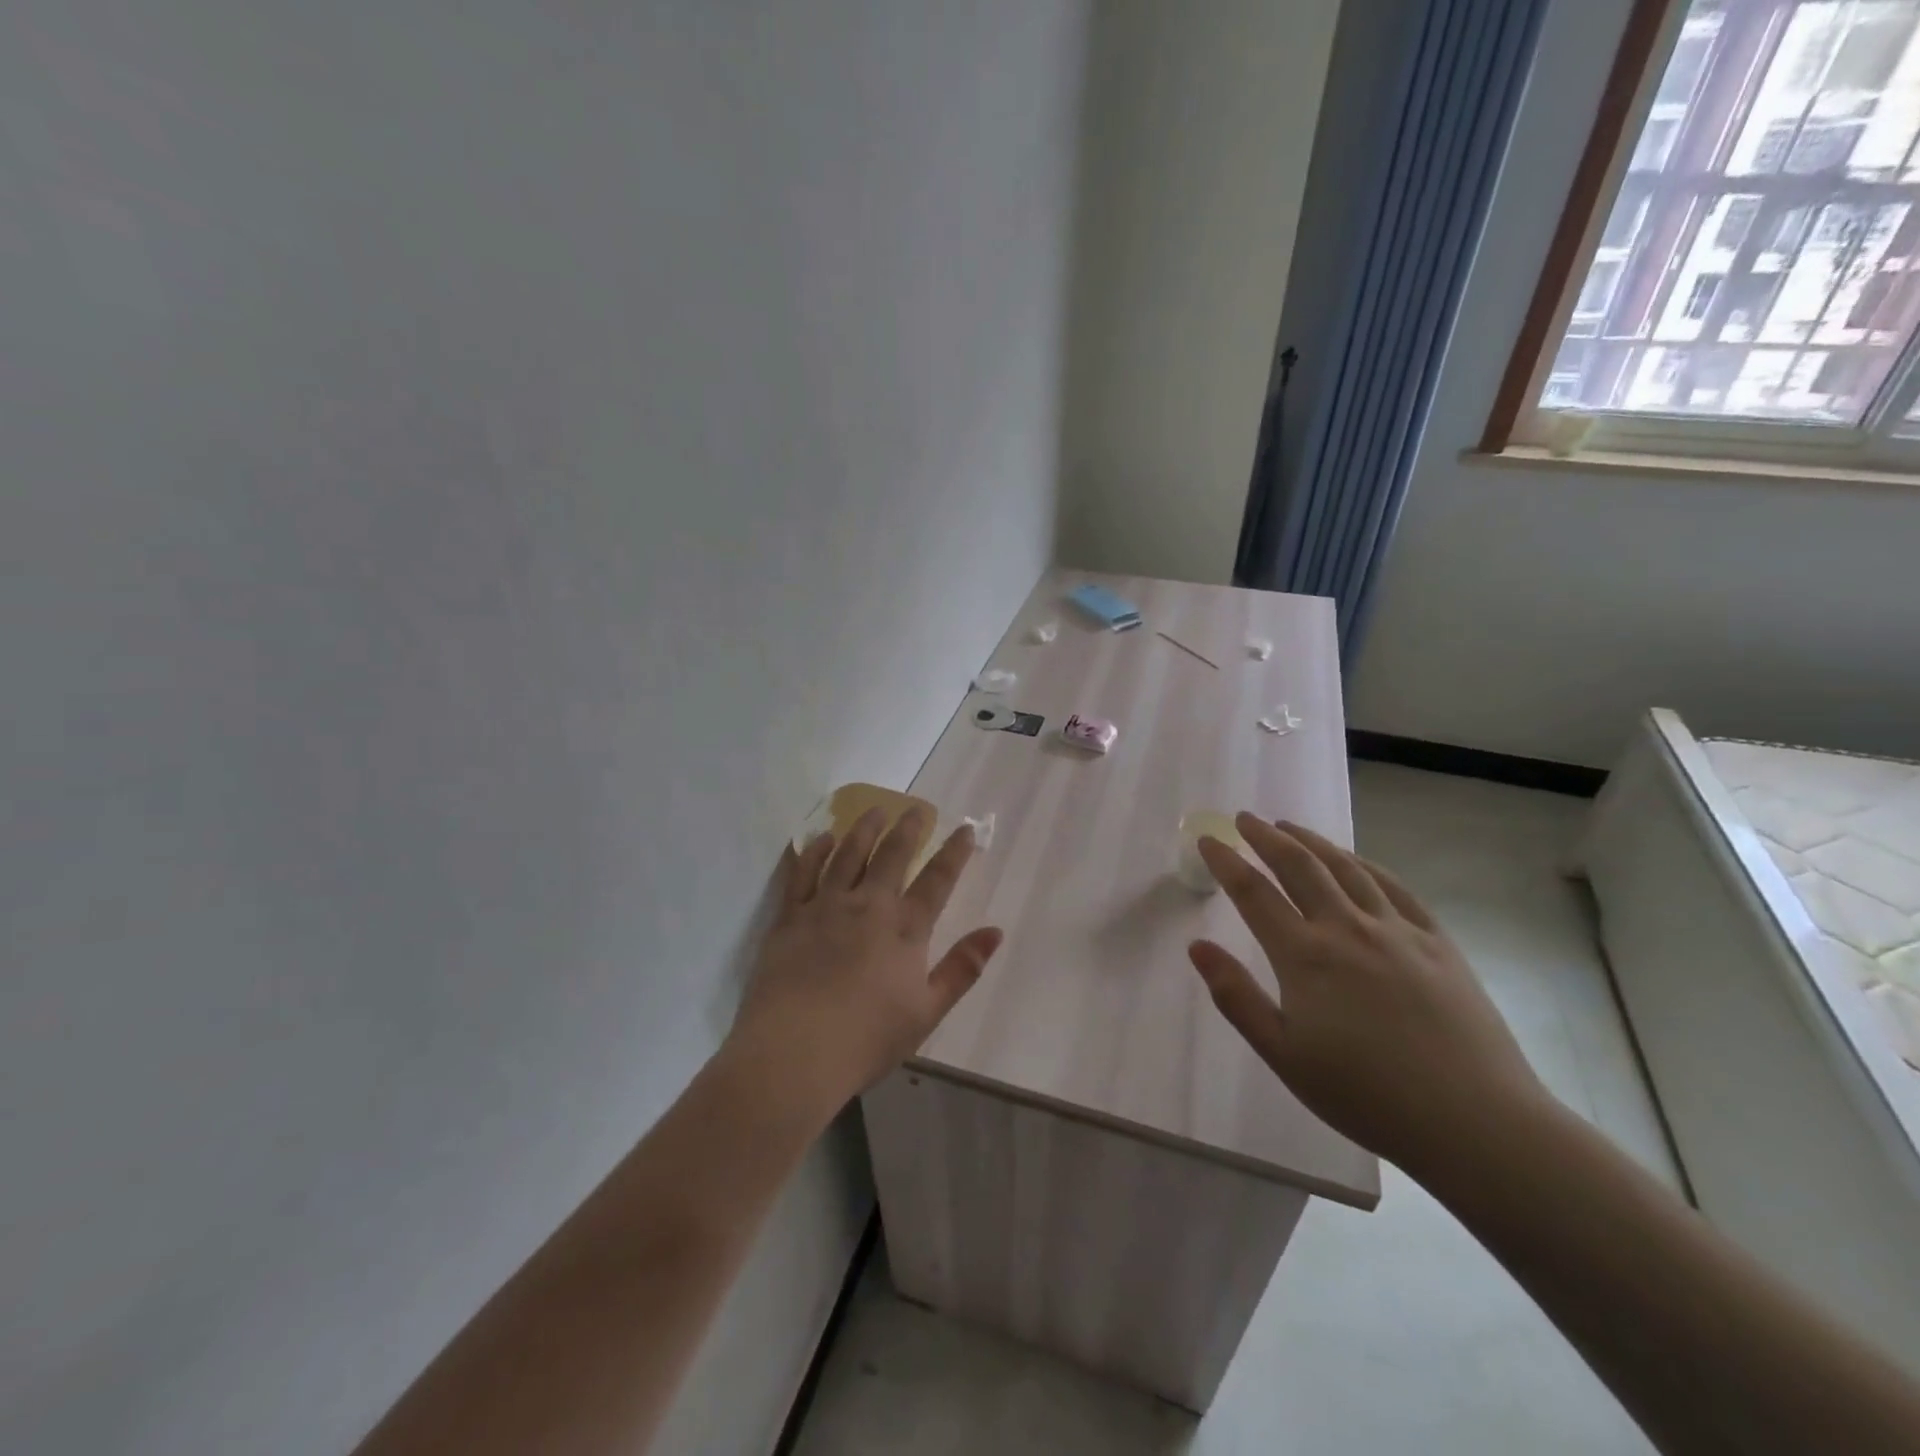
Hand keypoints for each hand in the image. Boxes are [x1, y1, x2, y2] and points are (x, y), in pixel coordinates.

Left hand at [727, 808, 1003, 1119]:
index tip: (965, 827)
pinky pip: (802, 872)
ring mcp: (825, 906)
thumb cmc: (867, 1038)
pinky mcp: (790, 916)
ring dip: (864, 828)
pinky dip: (814, 850)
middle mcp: (868, 905)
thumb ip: (962, 968)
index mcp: (904, 928)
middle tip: (915, 808)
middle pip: (892, 855)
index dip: (954, 851)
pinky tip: (822, 839)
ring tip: (873, 810)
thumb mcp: (927, 1011)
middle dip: (908, 828)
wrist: (794, 1052)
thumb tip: (996, 931)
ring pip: (848, 854)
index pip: (937, 879)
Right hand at [1190, 815, 1548, 1180]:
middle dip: (1266, 837)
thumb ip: (1237, 997)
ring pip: (1346, 868)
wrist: (1475, 1121)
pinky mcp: (1438, 941)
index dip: (1226, 862)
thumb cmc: (1367, 1095)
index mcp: (1305, 956)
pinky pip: (1395, 888)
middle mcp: (1347, 928)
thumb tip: (1197, 946)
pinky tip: (1355, 860)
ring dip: (1312, 841)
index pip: (1253, 893)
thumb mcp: (1284, 1056)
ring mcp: (1397, 930)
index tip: (1207, 840)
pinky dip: (1366, 864)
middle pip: (1299, 866)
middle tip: (1245, 819)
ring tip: (1290, 827)